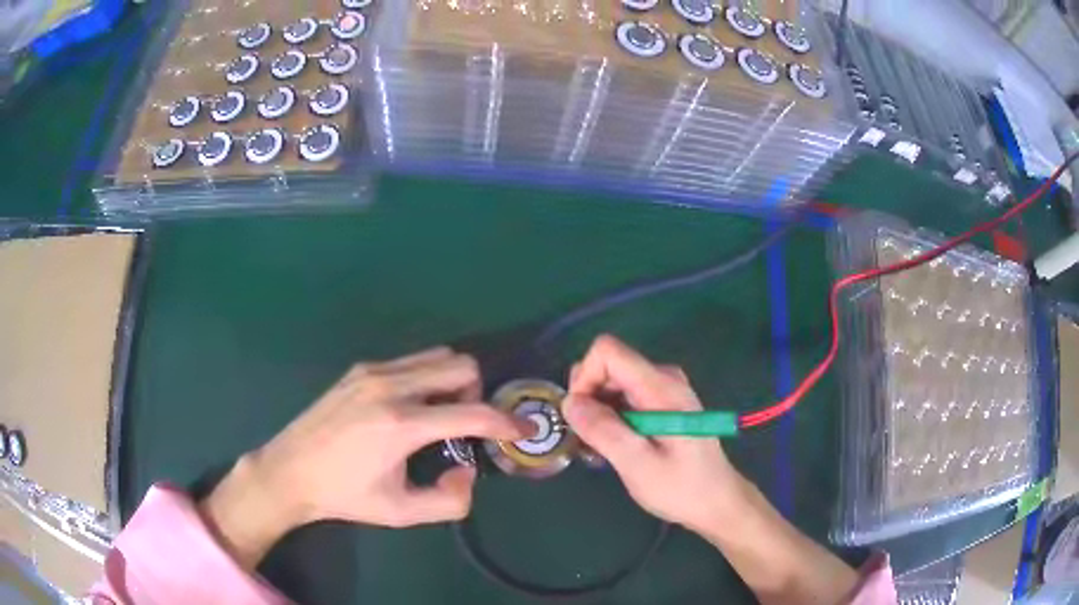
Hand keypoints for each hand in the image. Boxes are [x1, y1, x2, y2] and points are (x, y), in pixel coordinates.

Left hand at [199, 347, 528, 568]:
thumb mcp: (401, 513)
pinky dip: (426, 377)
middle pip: (460, 365)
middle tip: (465, 425)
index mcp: (401, 424)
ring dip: (452, 382)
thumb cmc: (345, 496)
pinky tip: (409, 407)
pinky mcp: (359, 369)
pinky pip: (410, 361)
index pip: (472, 413)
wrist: (290, 471)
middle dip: (476, 394)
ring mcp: (372, 371)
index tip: (521, 430)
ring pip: (437, 356)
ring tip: (438, 415)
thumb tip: (467, 470)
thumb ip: (449, 501)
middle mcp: (390, 386)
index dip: (505, 422)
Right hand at [562, 335, 751, 535]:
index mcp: (661, 387)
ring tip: (602, 450)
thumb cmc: (681, 488)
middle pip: (608, 365)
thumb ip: (603, 431)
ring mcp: (665, 390)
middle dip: (588, 398)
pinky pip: (625, 396)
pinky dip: (611, 417)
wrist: (717, 502)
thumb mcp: (637, 464)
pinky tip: (615, 447)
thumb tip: (569, 402)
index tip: (581, 417)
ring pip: (613, 383)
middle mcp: (663, 378)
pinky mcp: (663, 403)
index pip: (607, 351)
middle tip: (589, 441)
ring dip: (598, 412)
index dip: (585, 378)